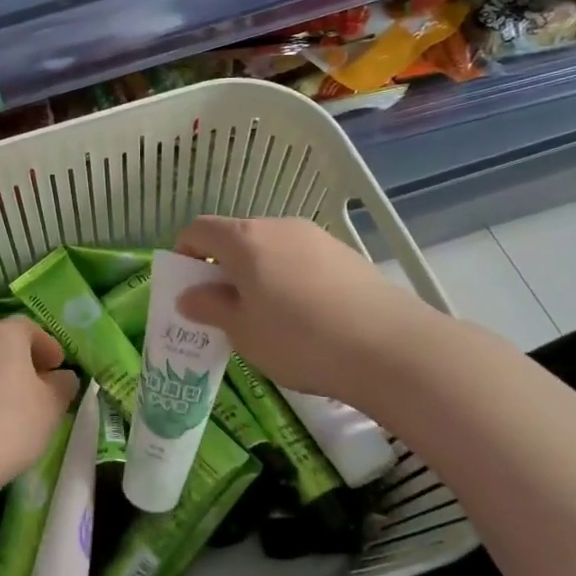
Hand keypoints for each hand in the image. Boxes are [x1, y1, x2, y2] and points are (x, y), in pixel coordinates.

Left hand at [0, 318, 78, 495]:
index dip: (48, 347)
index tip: (59, 368)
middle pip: (2, 344)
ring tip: (13, 408)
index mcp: (3, 334)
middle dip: (22, 362)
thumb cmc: (9, 423)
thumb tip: (62, 377)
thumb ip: (62, 386)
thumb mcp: (50, 407)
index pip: (30, 328)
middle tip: (39, 388)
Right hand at [173, 215, 446, 402]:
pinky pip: (300, 259)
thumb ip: (210, 307)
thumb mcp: (243, 331)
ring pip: (270, 249)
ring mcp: (316, 237)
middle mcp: (278, 226)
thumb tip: (189, 295)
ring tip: (267, 317)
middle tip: (225, 309)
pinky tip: (305, 317)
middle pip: (236, 237)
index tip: (187, 288)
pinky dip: (288, 278)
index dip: (184, 254)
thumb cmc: (299, 339)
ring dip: (257, 274)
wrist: (390, 348)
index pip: (198, 230)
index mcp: (245, 239)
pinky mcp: (345, 255)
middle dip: (221, 268)